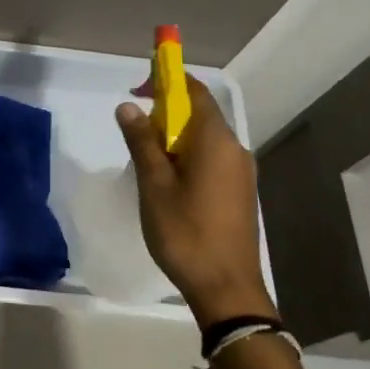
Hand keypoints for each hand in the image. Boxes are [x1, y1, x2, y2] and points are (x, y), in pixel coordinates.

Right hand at [116, 78, 271, 325]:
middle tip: (134, 129)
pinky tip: (167, 182)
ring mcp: (241, 173)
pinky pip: (211, 159)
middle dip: (166, 111)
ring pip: (204, 139)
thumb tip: (128, 106)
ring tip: (145, 161)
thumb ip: (141, 141)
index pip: (195, 91)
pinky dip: (187, 156)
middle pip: (200, 114)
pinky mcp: (240, 193)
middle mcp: (235, 149)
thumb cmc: (185, 232)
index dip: (168, 80)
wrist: (226, 288)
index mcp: (216, 141)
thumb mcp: (153, 185)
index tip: (138, 86)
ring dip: (174, 137)